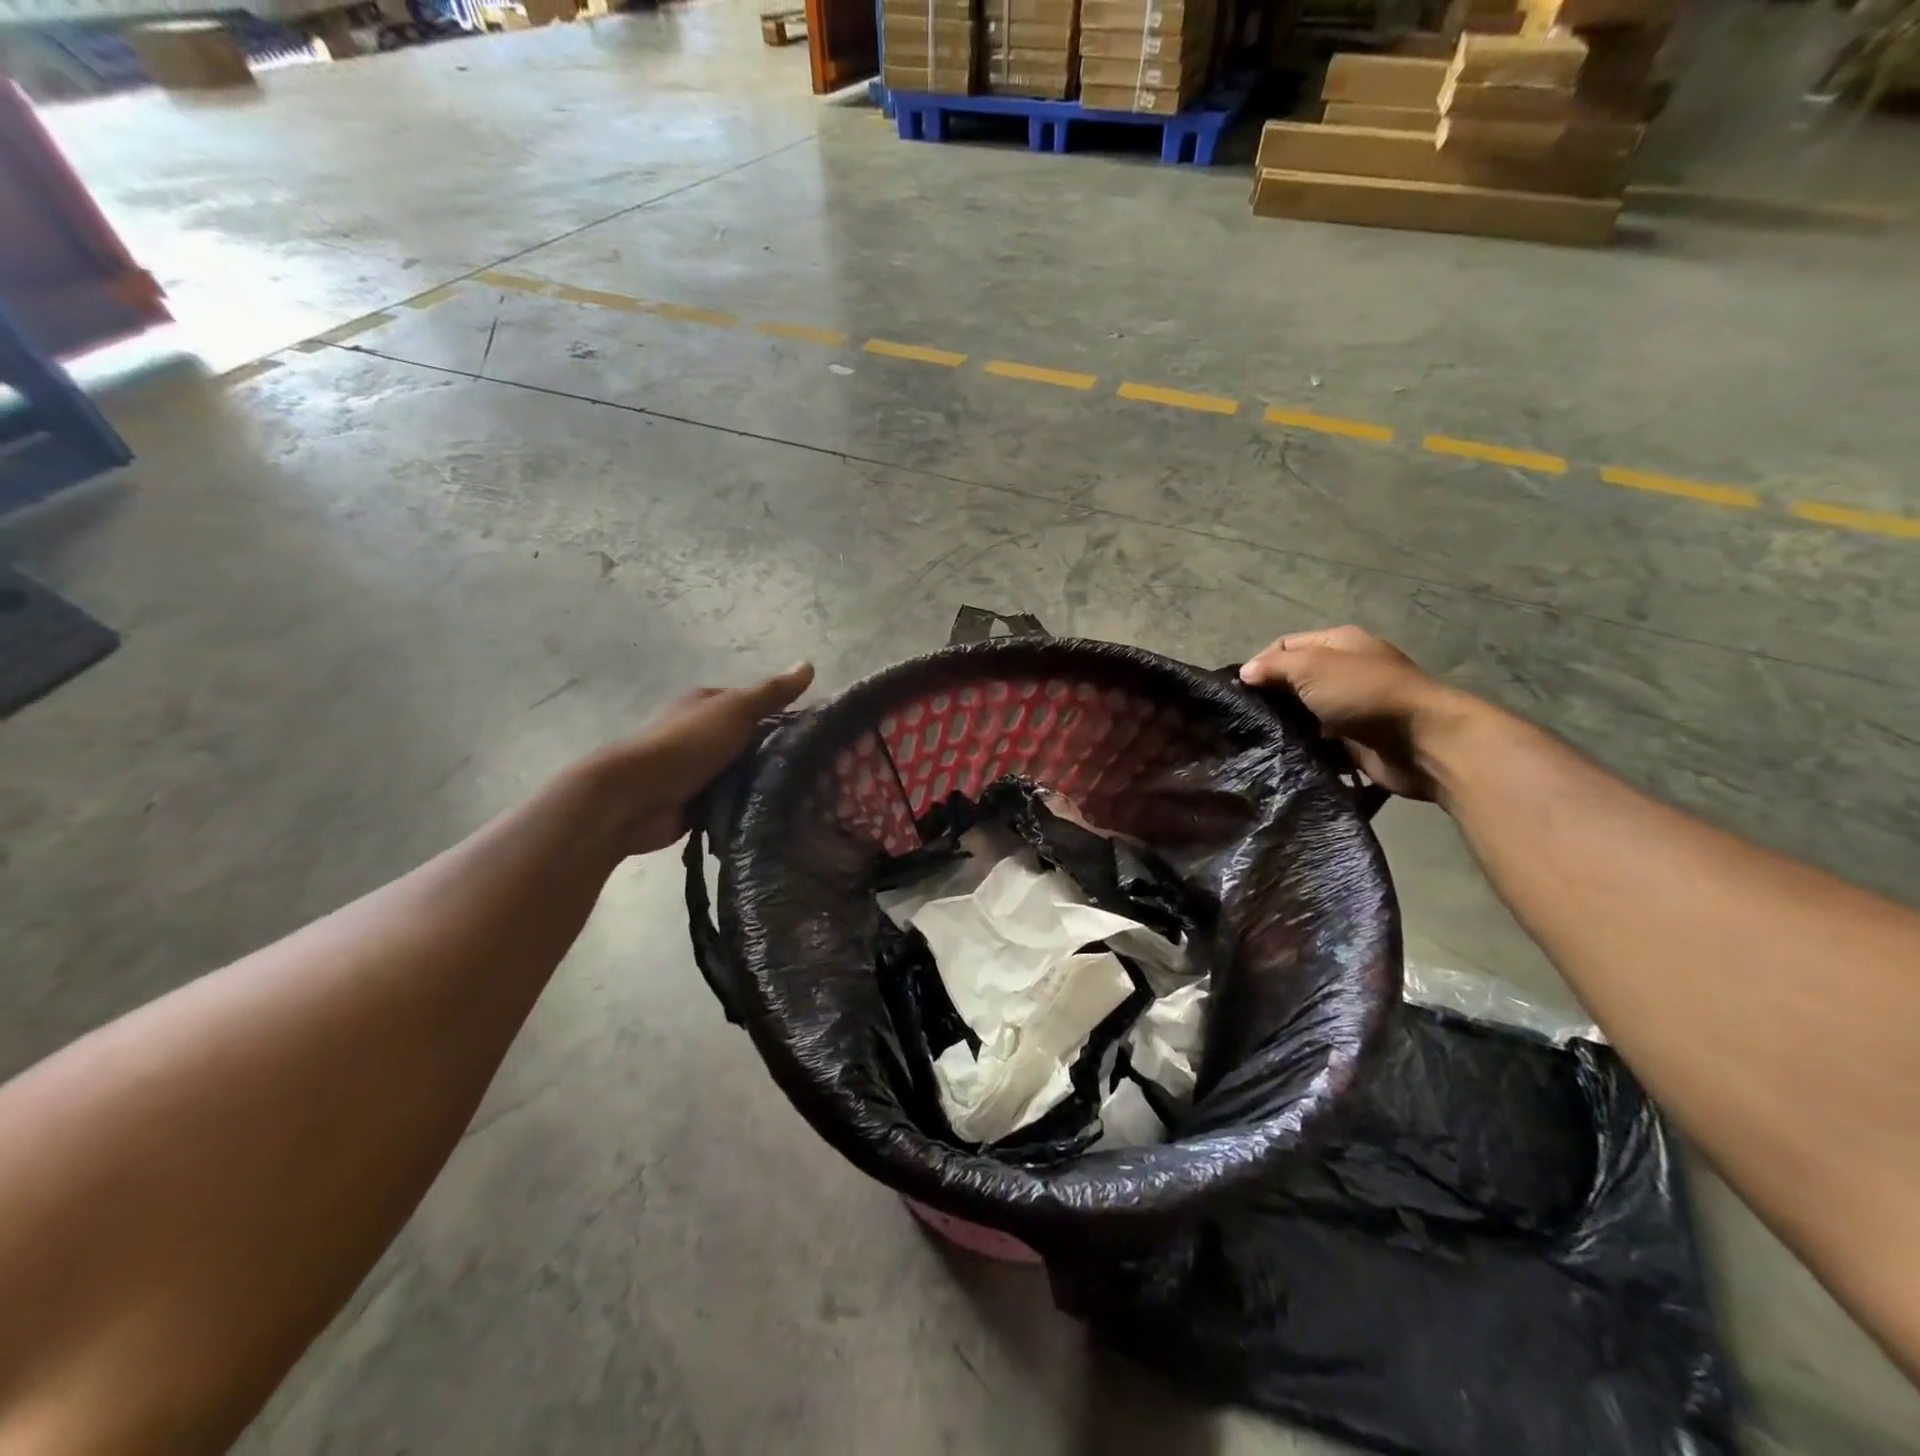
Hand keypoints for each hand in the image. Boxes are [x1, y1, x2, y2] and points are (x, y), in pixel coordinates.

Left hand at [589, 663, 814, 853]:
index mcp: (708, 705)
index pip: (756, 706)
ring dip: (765, 785)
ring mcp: (698, 771)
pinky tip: (778, 816)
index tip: (818, 735)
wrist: (636, 797)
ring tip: (807, 796)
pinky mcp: (696, 804)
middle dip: (778, 755)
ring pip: (743, 775)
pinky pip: (732, 804)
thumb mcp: (735, 710)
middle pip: (751, 743)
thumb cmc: (687, 745)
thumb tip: (808, 665)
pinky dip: (748, 809)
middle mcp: (702, 735)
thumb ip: (772, 693)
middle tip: (821, 771)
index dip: (785, 716)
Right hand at [1240, 628, 1470, 801]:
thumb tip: (1245, 673)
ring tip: (1259, 739)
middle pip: (1294, 681)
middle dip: (1270, 697)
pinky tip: (1283, 756)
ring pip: (1304, 714)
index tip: (1241, 690)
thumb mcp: (1313, 668)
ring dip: (1285, 725)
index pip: (1285, 646)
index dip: (1260, 664)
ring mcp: (1351, 707)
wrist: (1424, 741)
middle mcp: (1345, 672)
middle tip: (1245, 718)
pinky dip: (1303, 747)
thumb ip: (1274, 667)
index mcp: (1339, 644)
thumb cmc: (1366, 694)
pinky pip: (1318, 742)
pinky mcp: (1355, 741)